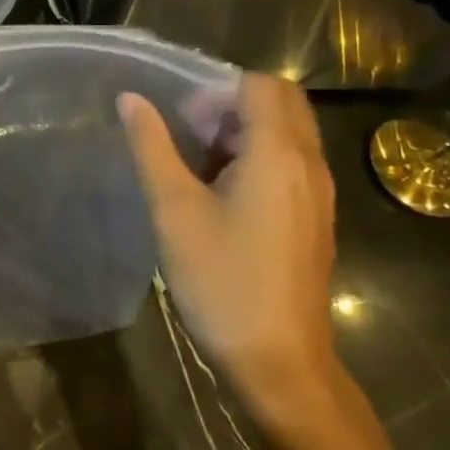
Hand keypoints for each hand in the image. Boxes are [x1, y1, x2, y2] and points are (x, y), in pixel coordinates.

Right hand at [119, 74, 338, 427]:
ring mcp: (319, 193)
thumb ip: (151, 146)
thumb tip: (131, 99)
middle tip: (191, 134)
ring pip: (288, 132)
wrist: (280, 364)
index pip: (259, 84)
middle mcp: (309, 164)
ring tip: (199, 166)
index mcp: (278, 154)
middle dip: (232, 105)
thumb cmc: (222, 282)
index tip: (182, 120)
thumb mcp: (174, 210)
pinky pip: (292, 162)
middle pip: (281, 101)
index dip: (216, 90)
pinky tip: (223, 196)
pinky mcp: (316, 218)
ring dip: (245, 131)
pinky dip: (259, 158)